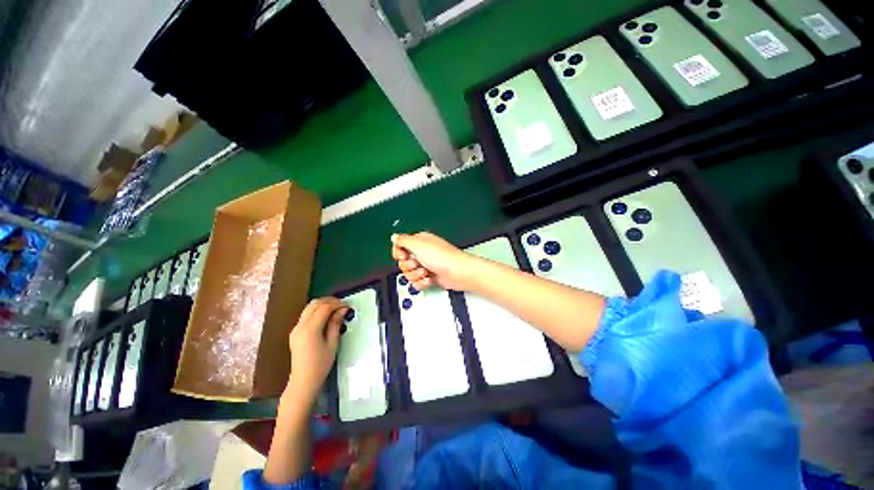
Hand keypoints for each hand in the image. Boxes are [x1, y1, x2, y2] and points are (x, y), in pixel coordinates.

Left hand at [287, 298, 347, 401]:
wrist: (303, 381)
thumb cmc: (320, 364)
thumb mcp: (332, 344)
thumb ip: (336, 324)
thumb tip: (342, 310)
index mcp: (310, 330)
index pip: (324, 308)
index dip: (337, 304)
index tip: (347, 306)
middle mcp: (300, 326)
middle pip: (314, 304)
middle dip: (329, 301)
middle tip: (342, 304)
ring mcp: (296, 329)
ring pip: (309, 307)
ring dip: (322, 304)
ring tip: (335, 308)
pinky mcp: (295, 332)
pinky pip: (306, 315)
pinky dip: (317, 311)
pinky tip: (326, 316)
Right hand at [391, 232, 476, 290]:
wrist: (457, 273)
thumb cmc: (440, 257)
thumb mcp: (418, 244)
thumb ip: (402, 240)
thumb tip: (393, 237)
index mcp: (419, 241)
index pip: (400, 246)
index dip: (399, 253)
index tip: (403, 256)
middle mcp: (422, 253)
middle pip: (403, 262)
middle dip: (408, 266)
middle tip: (418, 264)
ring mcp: (425, 265)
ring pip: (409, 274)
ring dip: (416, 275)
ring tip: (426, 272)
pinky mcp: (429, 277)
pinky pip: (417, 282)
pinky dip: (421, 283)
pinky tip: (429, 280)